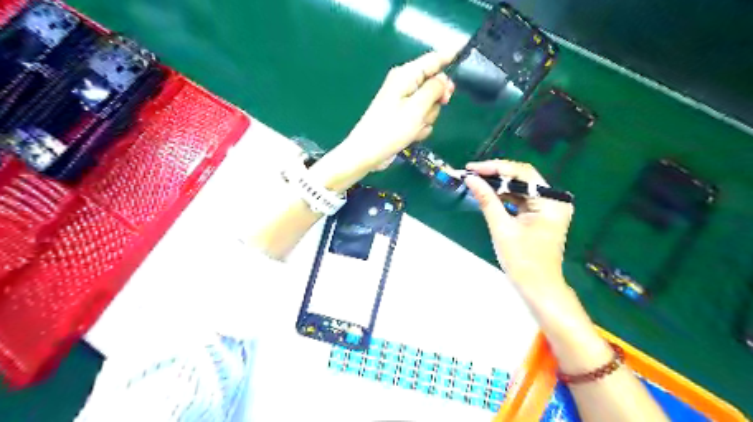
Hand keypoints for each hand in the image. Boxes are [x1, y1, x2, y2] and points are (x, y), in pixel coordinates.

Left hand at [341, 49, 452, 170]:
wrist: (367, 153)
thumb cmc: (390, 129)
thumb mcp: (416, 108)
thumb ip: (434, 90)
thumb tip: (444, 79)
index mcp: (406, 75)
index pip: (434, 59)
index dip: (450, 57)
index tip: (466, 53)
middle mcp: (405, 85)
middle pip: (434, 85)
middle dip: (436, 100)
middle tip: (434, 108)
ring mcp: (404, 103)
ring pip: (430, 105)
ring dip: (427, 117)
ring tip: (414, 127)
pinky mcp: (403, 118)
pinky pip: (421, 118)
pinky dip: (420, 127)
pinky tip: (411, 135)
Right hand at [463, 159, 574, 291]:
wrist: (538, 288)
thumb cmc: (522, 261)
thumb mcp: (501, 228)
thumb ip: (487, 200)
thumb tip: (470, 179)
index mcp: (550, 201)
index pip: (522, 173)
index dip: (495, 167)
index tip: (472, 168)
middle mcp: (554, 200)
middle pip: (522, 178)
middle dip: (496, 175)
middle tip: (471, 174)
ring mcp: (549, 208)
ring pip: (520, 188)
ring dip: (499, 185)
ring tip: (476, 182)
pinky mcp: (541, 215)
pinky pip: (521, 199)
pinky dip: (504, 197)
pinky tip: (488, 194)